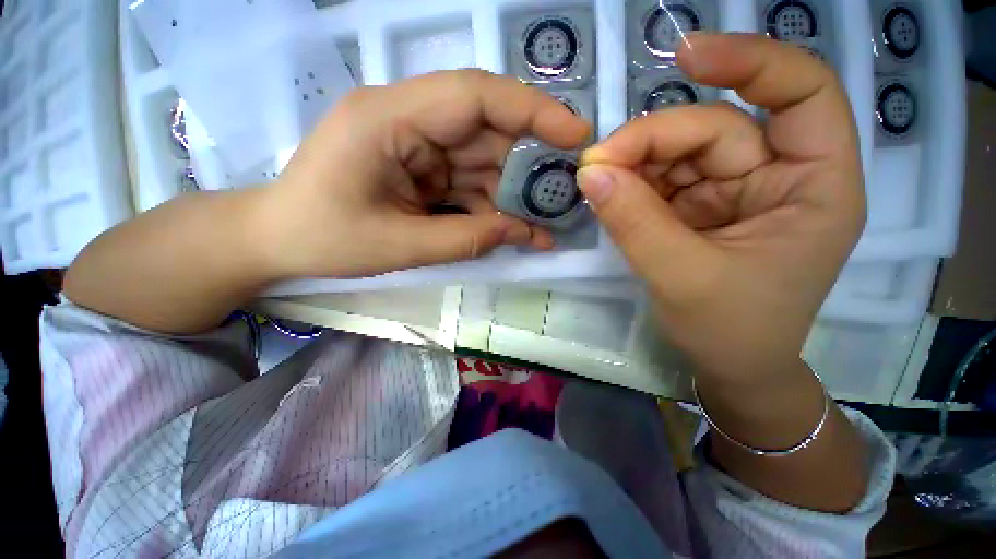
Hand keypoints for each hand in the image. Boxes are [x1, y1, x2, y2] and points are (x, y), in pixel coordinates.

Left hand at [262, 70, 590, 278]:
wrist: (280, 239)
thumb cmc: (324, 239)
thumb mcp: (400, 246)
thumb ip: (467, 239)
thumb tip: (524, 232)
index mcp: (390, 119)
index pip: (475, 95)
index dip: (533, 110)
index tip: (575, 135)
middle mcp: (409, 120)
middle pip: (487, 130)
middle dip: (527, 165)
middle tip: (562, 195)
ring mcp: (416, 145)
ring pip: (483, 161)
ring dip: (512, 193)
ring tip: (543, 223)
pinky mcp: (421, 169)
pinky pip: (468, 182)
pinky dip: (492, 205)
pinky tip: (512, 229)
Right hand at [577, 34, 864, 383]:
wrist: (728, 366)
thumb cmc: (730, 331)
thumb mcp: (681, 277)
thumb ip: (634, 221)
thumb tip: (589, 172)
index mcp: (814, 187)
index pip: (801, 93)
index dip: (749, 62)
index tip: (684, 57)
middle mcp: (777, 177)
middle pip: (714, 130)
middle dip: (651, 142)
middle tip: (595, 163)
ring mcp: (734, 192)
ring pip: (680, 155)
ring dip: (635, 165)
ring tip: (597, 183)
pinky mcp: (699, 209)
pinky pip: (662, 183)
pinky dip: (632, 186)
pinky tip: (610, 197)